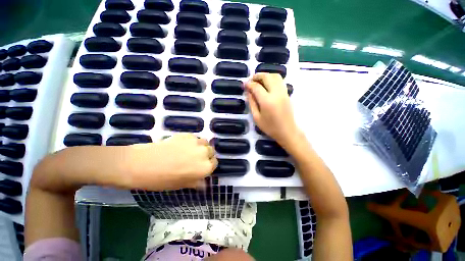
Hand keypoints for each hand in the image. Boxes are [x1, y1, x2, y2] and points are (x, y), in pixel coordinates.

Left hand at [125, 133, 216, 190]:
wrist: (144, 164)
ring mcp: (196, 142)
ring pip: (205, 142)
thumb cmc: (163, 179)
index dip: (210, 164)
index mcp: (205, 167)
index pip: (215, 163)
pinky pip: (195, 137)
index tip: (203, 166)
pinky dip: (192, 141)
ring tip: (191, 150)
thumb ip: (197, 182)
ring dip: (201, 146)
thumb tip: (204, 184)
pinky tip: (182, 145)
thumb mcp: (182, 185)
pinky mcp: (187, 135)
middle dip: (206, 155)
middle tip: (196, 158)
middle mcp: (204, 153)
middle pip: (211, 151)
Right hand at [245, 73, 299, 146]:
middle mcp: (276, 93)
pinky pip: (280, 81)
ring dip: (266, 75)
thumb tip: (248, 91)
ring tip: (258, 80)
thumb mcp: (256, 117)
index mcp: (267, 101)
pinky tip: (267, 84)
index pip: (257, 86)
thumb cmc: (270, 127)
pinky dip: (272, 78)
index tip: (244, 84)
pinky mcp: (287, 93)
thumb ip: (252, 103)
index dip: (249, 84)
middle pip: (267, 77)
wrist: (287, 131)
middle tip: (250, 80)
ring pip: (275, 76)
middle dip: (257, 76)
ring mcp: (283, 92)